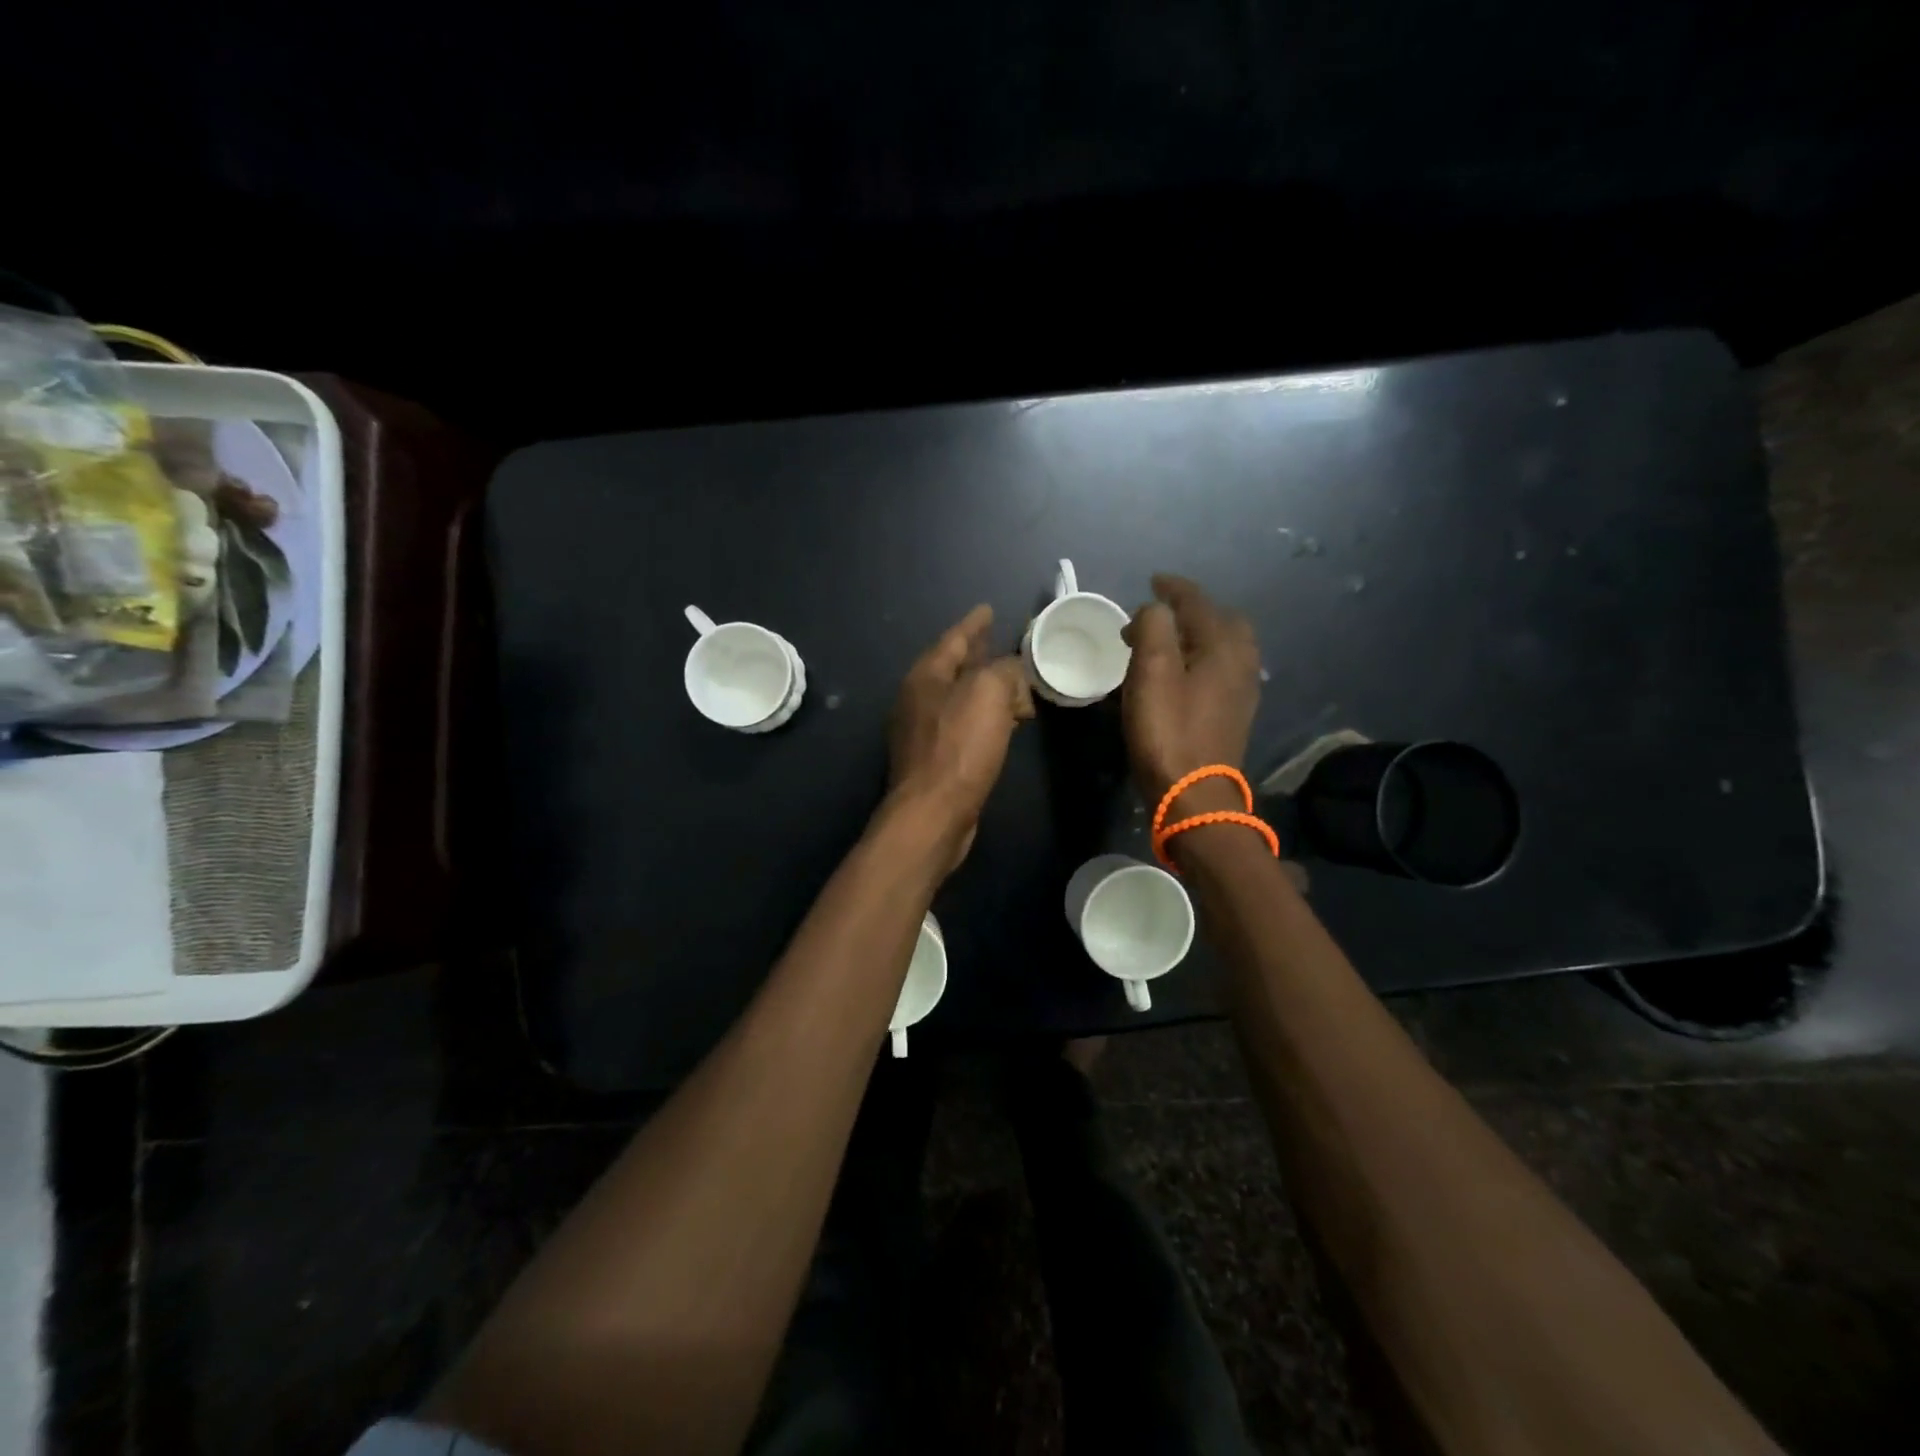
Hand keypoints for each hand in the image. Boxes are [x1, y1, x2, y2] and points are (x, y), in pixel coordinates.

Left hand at [888, 604, 1033, 864]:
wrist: (933, 812)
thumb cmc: (959, 747)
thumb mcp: (988, 693)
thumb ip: (1004, 670)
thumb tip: (1012, 673)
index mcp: (926, 676)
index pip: (954, 639)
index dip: (974, 624)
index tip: (989, 609)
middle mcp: (919, 699)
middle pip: (954, 667)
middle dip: (979, 654)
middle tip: (1003, 642)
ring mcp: (924, 731)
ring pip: (961, 697)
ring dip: (986, 688)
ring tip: (1014, 682)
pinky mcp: (936, 758)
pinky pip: (965, 724)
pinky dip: (986, 716)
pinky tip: (1004, 722)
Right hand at [1121, 575, 1261, 809]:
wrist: (1194, 795)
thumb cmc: (1169, 730)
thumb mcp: (1152, 671)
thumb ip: (1153, 627)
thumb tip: (1153, 611)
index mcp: (1224, 646)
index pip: (1198, 602)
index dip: (1173, 588)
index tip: (1152, 581)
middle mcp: (1242, 662)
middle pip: (1222, 620)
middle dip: (1192, 610)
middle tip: (1160, 614)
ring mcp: (1242, 690)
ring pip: (1224, 646)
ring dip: (1196, 635)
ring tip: (1165, 643)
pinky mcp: (1234, 714)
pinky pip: (1221, 670)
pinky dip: (1200, 659)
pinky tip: (1181, 674)